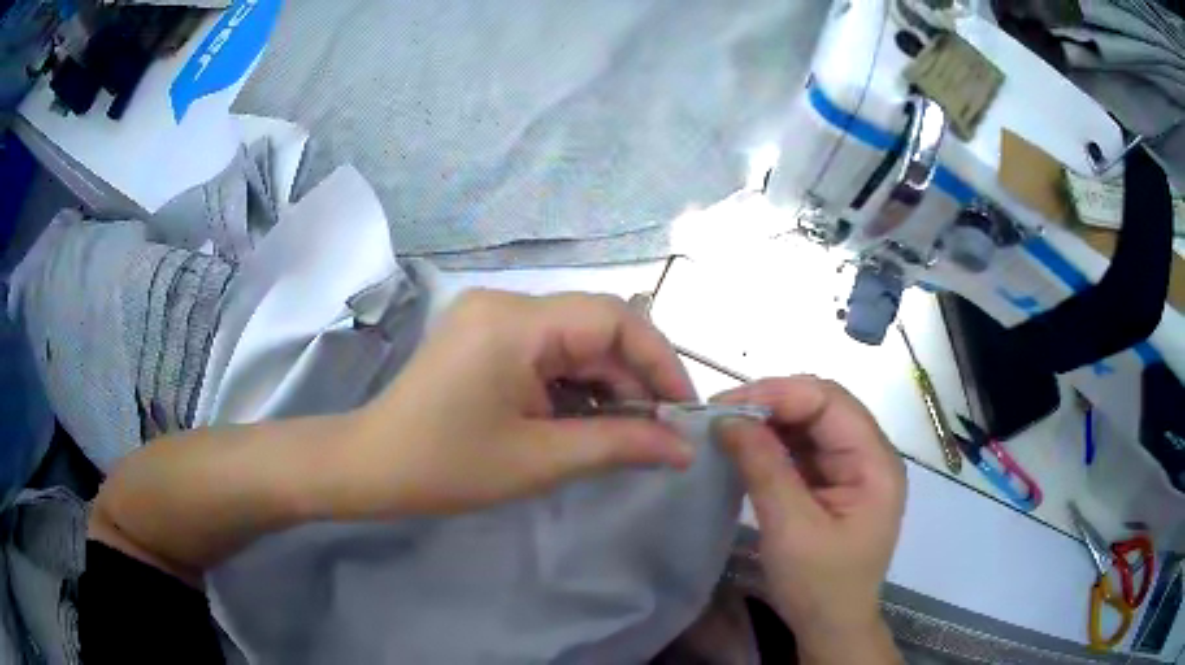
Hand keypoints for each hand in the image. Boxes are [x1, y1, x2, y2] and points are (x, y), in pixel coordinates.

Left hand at [331, 290, 697, 517]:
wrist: (372, 466)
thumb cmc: (447, 466)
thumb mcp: (540, 460)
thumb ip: (620, 445)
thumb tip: (683, 448)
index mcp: (516, 322)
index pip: (614, 319)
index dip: (660, 361)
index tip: (682, 410)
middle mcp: (505, 302)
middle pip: (595, 328)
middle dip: (632, 380)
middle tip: (656, 433)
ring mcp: (491, 316)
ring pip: (574, 341)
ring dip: (604, 385)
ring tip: (623, 433)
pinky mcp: (484, 335)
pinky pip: (547, 350)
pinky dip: (573, 385)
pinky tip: (582, 420)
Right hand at [713, 377, 905, 663]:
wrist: (831, 626)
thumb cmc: (819, 585)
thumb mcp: (790, 528)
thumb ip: (765, 468)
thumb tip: (728, 419)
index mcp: (875, 462)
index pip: (831, 402)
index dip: (780, 394)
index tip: (727, 405)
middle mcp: (870, 455)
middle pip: (823, 406)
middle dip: (772, 403)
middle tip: (721, 414)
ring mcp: (853, 468)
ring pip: (811, 424)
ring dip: (770, 422)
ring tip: (727, 428)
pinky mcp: (835, 482)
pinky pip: (805, 448)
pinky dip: (774, 444)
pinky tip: (747, 448)